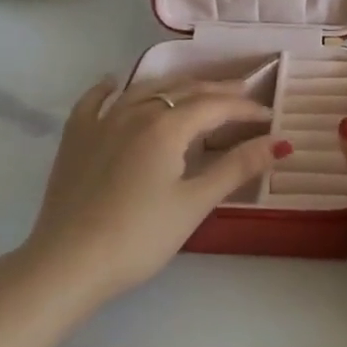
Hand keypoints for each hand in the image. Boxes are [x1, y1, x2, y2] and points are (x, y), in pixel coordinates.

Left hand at [13, 75, 290, 307]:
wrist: (67, 263)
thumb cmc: (139, 237)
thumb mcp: (194, 204)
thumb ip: (236, 168)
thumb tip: (279, 142)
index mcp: (167, 126)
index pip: (216, 106)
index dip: (246, 109)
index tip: (269, 117)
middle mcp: (135, 112)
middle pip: (184, 90)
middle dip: (218, 90)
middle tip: (244, 95)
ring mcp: (102, 122)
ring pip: (146, 89)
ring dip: (176, 86)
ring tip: (197, 89)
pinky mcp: (76, 138)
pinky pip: (94, 102)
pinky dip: (109, 89)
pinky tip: (113, 83)